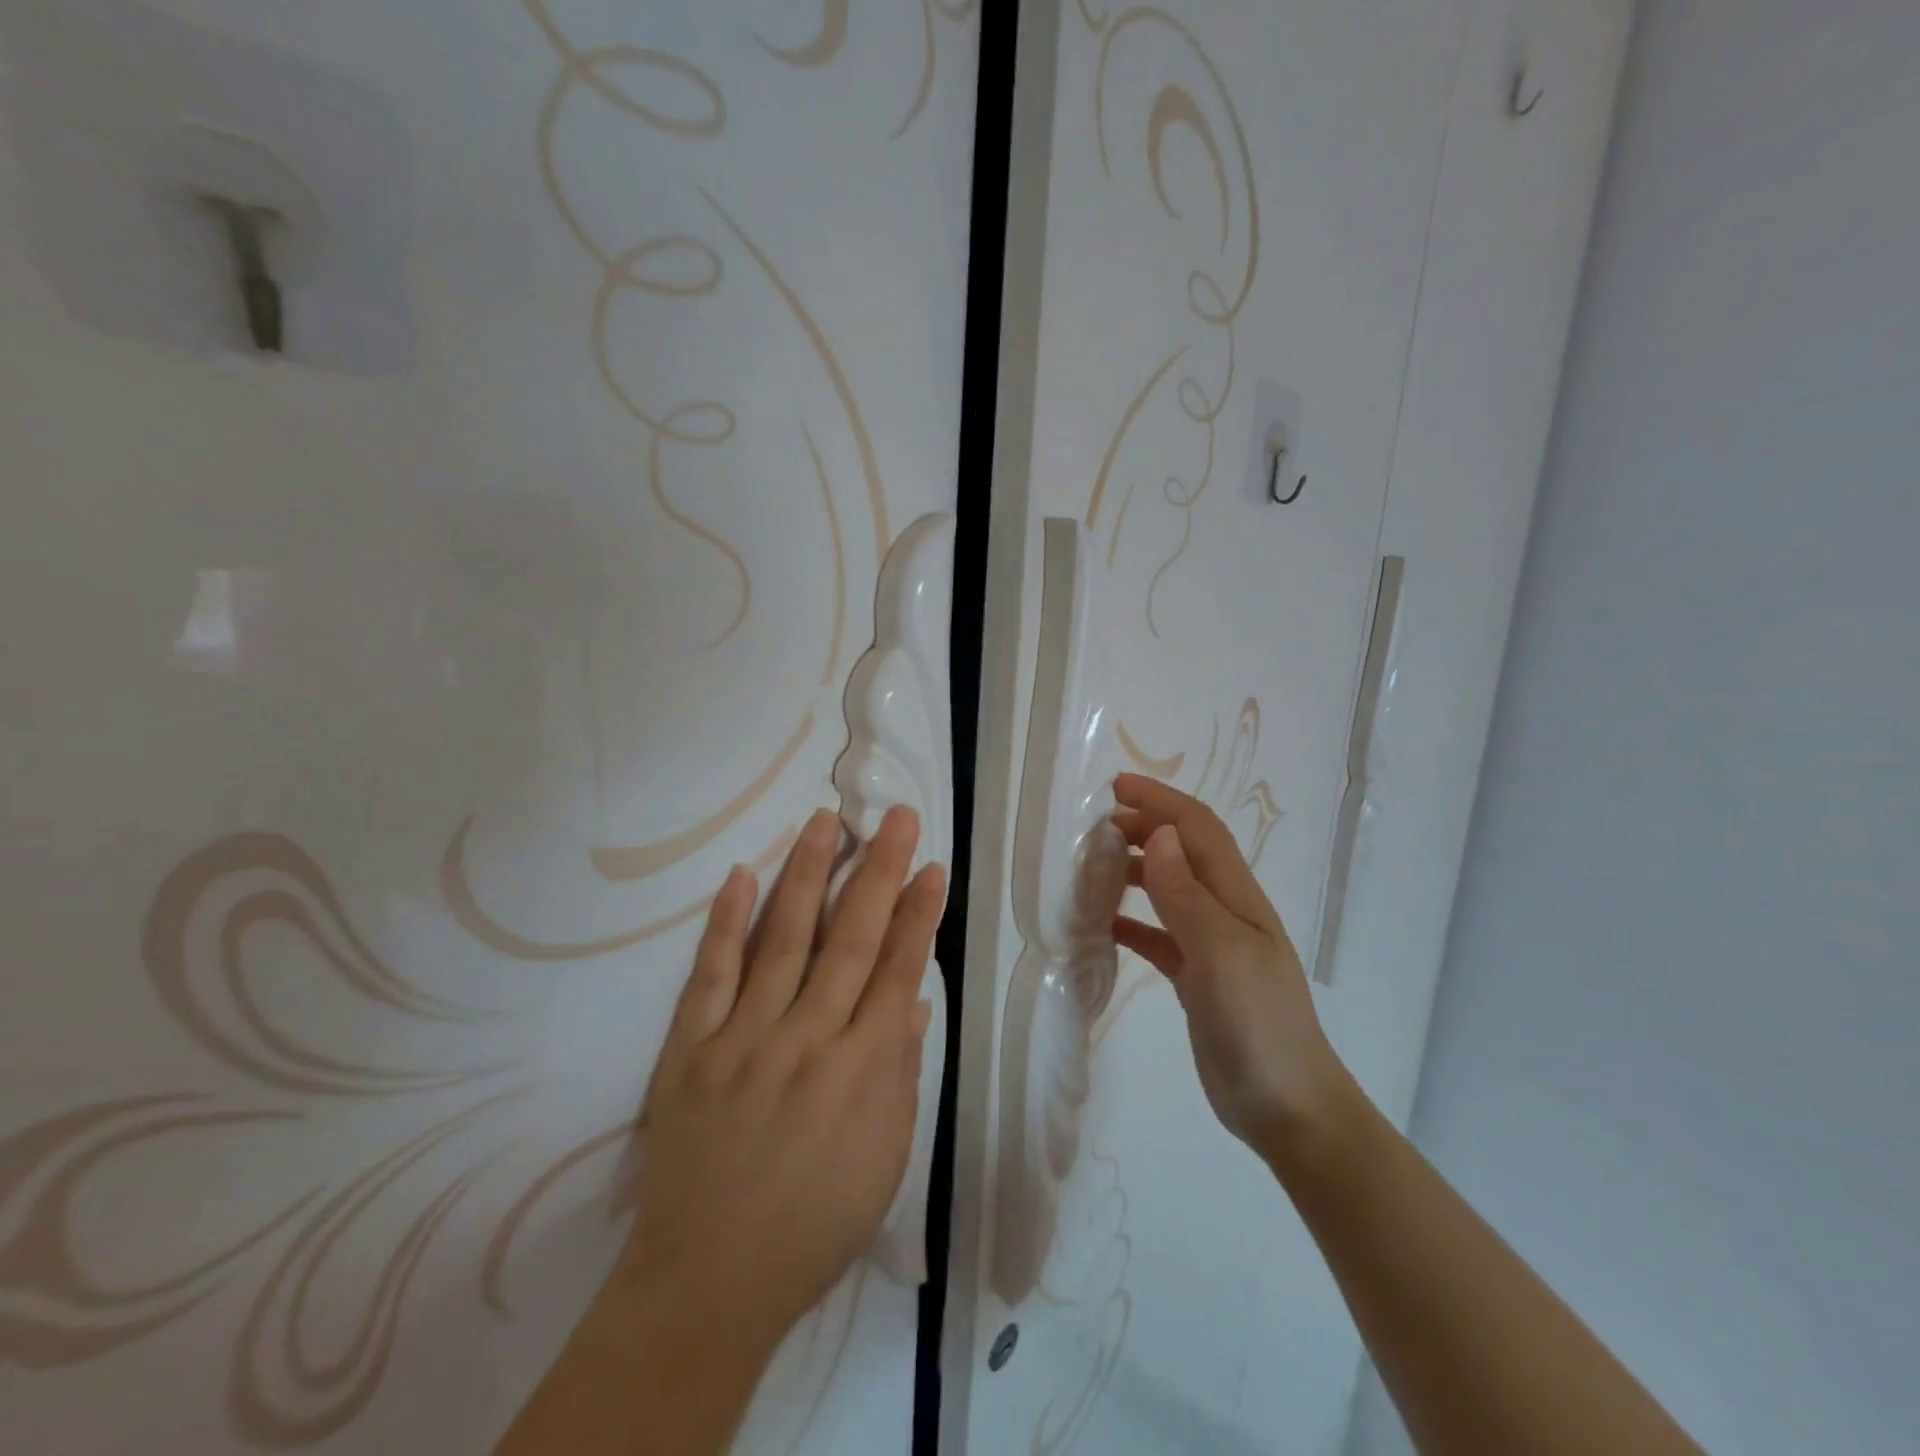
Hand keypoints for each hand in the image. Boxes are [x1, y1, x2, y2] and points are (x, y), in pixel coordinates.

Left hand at [613, 804, 945, 1352]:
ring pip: (783, 940)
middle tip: (897, 818)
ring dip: (807, 876)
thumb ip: (899, 1073)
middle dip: (879, 873)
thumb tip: (911, 1000)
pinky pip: (709, 975)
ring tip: (826, 823)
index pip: (898, 971)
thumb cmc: (814, 1225)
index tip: (932, 867)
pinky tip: (740, 876)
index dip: (918, 914)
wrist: (708, 1282)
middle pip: (850, 939)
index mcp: (861, 1069)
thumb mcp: (884, 1159)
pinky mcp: (691, 1049)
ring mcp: (744, 1038)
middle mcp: (807, 1039)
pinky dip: (726, 923)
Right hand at [1111, 773, 1350, 1160]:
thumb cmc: (1258, 1024)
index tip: (1115, 786)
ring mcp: (1212, 944)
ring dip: (1134, 869)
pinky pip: (1159, 933)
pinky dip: (1131, 920)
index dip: (1159, 800)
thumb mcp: (1221, 953)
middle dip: (1142, 827)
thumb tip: (1156, 836)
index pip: (1197, 829)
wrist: (1288, 1108)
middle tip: (1092, 828)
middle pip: (1182, 851)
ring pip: (1169, 889)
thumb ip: (1187, 894)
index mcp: (1237, 896)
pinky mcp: (1198, 976)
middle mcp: (1226, 910)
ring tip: (1091, 868)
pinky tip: (1103, 925)